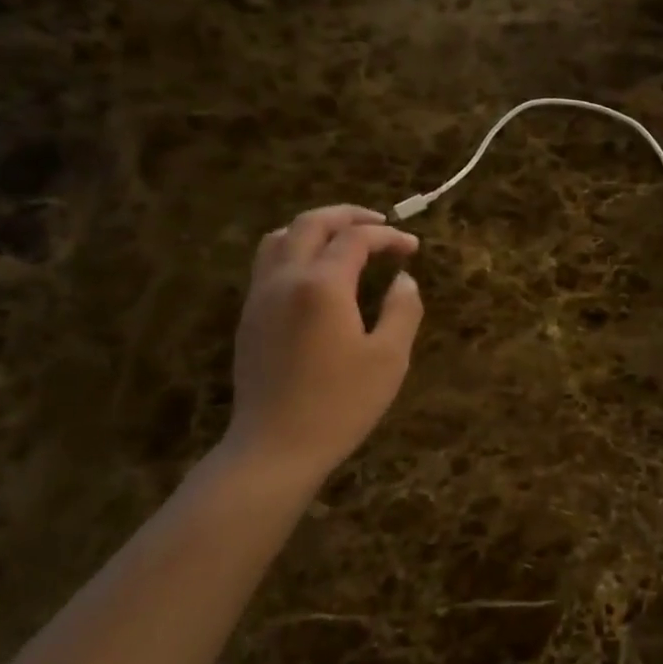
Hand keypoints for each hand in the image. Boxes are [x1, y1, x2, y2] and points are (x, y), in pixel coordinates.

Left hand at [221, 206, 422, 482]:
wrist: (275, 447)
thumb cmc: (341, 404)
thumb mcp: (389, 359)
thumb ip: (402, 310)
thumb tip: (403, 279)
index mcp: (322, 285)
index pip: (356, 238)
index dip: (388, 236)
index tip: (413, 248)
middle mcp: (285, 278)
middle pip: (311, 224)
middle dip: (348, 216)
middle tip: (380, 224)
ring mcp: (260, 297)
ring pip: (280, 238)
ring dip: (315, 229)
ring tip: (343, 242)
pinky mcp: (249, 317)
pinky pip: (268, 263)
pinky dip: (295, 250)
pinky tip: (316, 275)